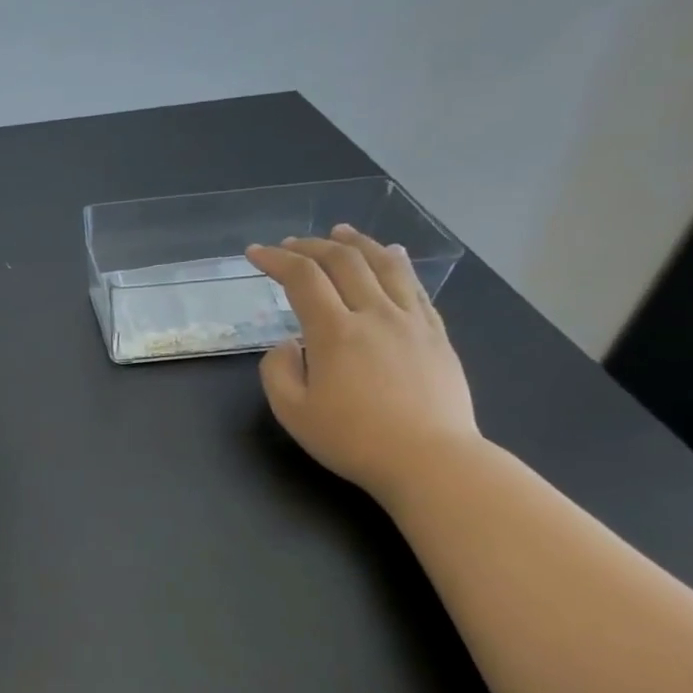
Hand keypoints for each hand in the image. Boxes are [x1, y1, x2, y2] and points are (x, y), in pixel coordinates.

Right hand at [245, 225, 479, 500]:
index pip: (303, 278)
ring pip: (384, 264)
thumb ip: (278, 370)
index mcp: (335, 332)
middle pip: (344, 261)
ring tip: (341, 232)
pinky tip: (392, 256)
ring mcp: (411, 321)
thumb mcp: (293, 412)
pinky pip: (415, 286)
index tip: (256, 253)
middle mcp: (375, 314)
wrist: (430, 460)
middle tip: (291, 245)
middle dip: (311, 246)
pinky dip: (397, 263)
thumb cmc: (353, 440)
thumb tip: (288, 343)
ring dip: (357, 243)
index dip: (276, 260)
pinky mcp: (436, 334)